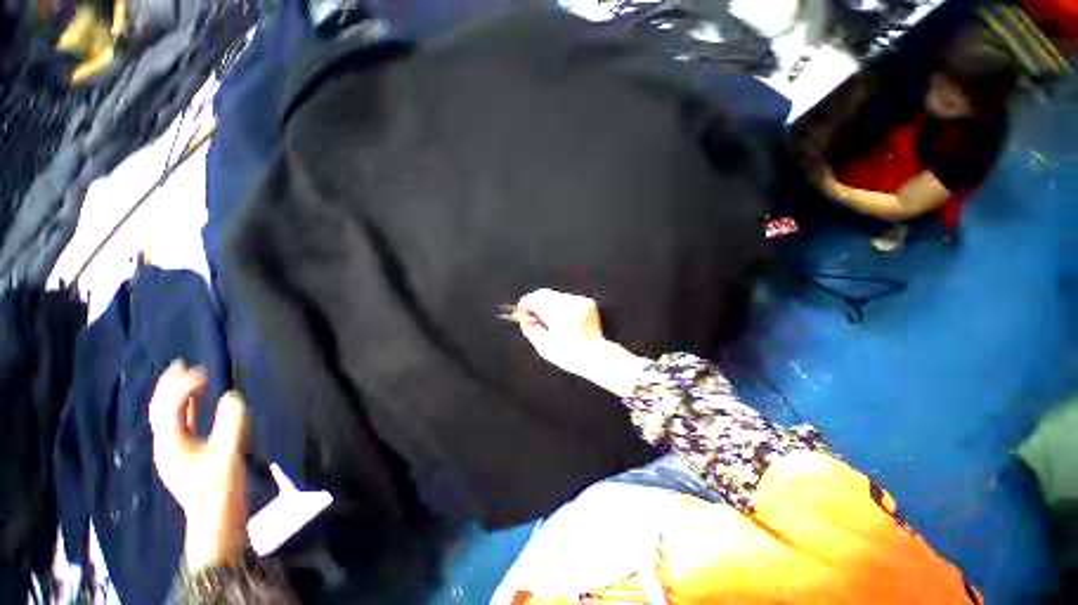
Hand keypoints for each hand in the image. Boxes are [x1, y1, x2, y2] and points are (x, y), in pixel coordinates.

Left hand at [149, 361, 247, 570]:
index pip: (170, 407)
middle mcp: (166, 444)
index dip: (183, 387)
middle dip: (168, 386)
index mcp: (170, 444)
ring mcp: (174, 450)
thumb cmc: (219, 488)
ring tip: (186, 375)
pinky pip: (182, 423)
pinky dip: (187, 407)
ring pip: (169, 416)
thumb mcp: (228, 454)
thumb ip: (231, 423)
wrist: (216, 518)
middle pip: (160, 409)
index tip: (202, 370)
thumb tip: (233, 395)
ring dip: (176, 394)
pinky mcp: (186, 453)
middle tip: (179, 364)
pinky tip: (197, 400)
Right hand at [516, 289, 649, 396]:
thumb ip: (531, 330)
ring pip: (556, 295)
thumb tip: (524, 320)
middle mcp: (570, 303)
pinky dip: (560, 305)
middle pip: (545, 294)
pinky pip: (567, 298)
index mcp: (559, 313)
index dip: (525, 304)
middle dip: (535, 303)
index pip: (536, 299)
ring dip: (548, 304)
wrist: (597, 357)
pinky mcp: (588, 302)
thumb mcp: (544, 346)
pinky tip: (561, 319)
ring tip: (548, 321)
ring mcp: (580, 301)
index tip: (521, 311)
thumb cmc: (570, 355)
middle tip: (532, 317)